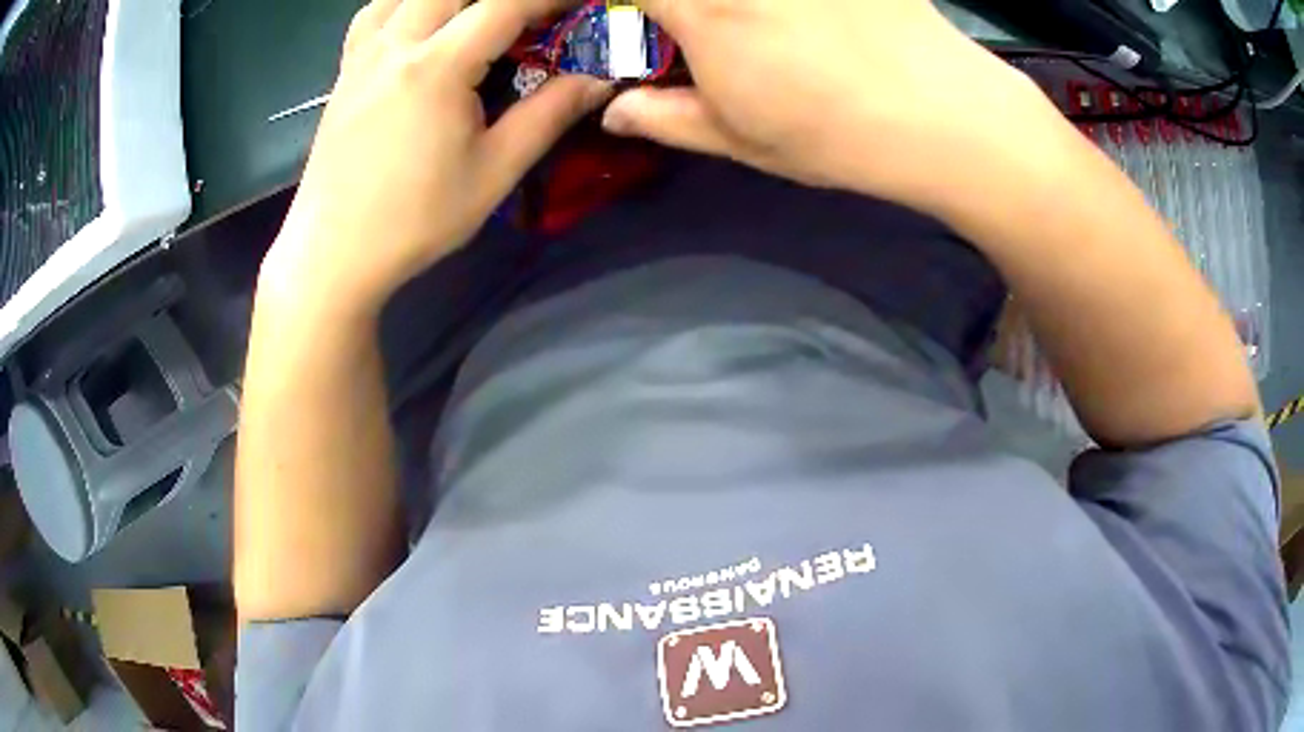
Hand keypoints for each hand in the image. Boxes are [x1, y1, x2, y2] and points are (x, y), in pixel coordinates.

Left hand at [260, 0, 611, 317]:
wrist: (333, 254)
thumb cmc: (414, 220)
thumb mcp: (493, 171)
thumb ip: (550, 113)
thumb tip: (602, 78)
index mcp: (435, 67)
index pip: (505, 6)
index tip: (580, 2)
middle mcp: (394, 45)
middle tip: (531, 14)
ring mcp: (362, 56)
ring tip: (477, 16)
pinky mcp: (344, 72)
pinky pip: (374, 14)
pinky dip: (403, 4)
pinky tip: (420, 22)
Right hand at [602, 0, 1053, 217]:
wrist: (944, 115)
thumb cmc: (835, 134)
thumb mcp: (739, 137)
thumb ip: (662, 116)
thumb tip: (612, 108)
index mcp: (699, 5)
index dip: (599, 3)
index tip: (605, 20)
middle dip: (653, 7)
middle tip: (670, 30)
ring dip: (716, 13)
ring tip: (734, 33)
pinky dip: (764, 9)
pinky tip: (786, 22)